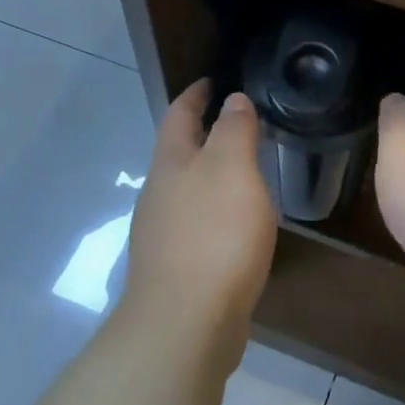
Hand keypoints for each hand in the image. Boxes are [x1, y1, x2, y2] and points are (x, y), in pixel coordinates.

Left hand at [121, 81, 277, 367]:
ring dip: (211, 173)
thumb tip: (232, 100)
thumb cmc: (213, 235)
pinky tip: (237, 223)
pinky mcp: (176, 268)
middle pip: (179, 152)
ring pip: (187, 189)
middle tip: (241, 122)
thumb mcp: (232, 169)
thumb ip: (234, 129)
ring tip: (245, 169)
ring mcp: (162, 233)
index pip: (179, 113)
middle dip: (203, 133)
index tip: (214, 79)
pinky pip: (197, 223)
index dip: (196, 93)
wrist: (185, 325)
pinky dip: (216, 210)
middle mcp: (159, 193)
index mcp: (170, 162)